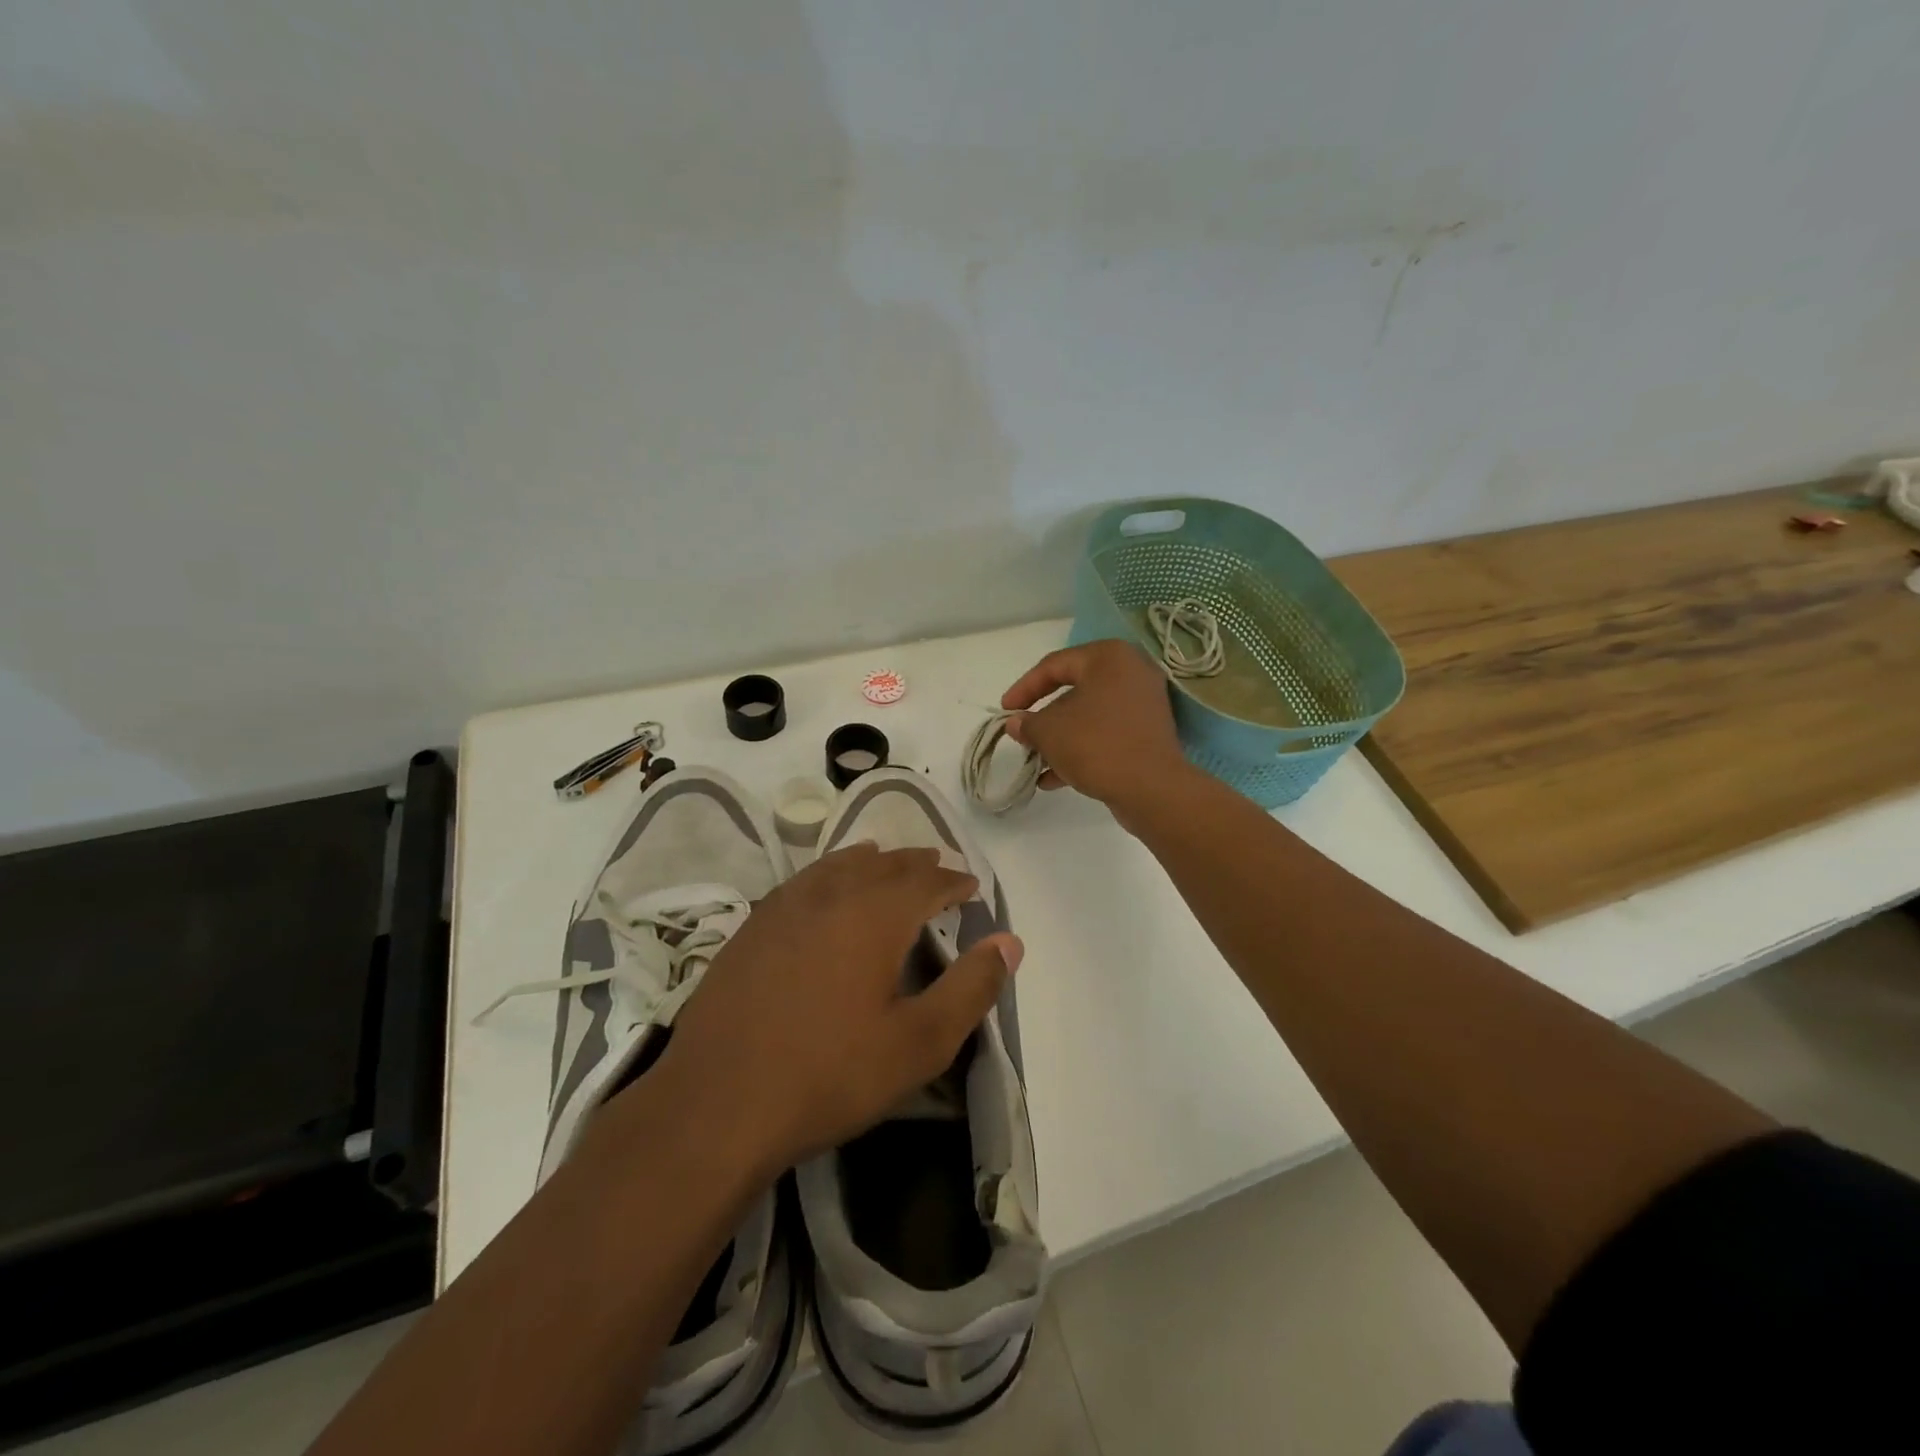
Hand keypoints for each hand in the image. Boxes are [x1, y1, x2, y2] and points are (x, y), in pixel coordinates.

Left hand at [644, 844, 1021, 1177]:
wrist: (717, 1104)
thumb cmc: (829, 1074)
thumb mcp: (919, 1042)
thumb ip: (970, 988)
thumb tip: (1011, 942)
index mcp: (875, 915)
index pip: (926, 881)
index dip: (954, 880)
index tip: (971, 884)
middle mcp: (831, 895)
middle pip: (882, 864)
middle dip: (915, 863)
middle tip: (937, 865)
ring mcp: (784, 907)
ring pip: (838, 865)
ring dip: (870, 860)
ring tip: (885, 860)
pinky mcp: (751, 927)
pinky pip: (803, 881)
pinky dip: (828, 873)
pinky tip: (824, 889)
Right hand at [1001, 639, 1190, 818]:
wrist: (1152, 788)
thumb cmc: (1096, 745)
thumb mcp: (1049, 732)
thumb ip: (1027, 723)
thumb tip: (1016, 724)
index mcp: (1108, 657)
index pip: (1054, 665)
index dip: (1023, 688)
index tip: (1005, 712)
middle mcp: (1130, 672)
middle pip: (1073, 691)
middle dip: (1043, 718)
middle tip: (1022, 736)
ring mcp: (1143, 704)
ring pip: (1089, 716)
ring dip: (1060, 738)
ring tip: (1036, 762)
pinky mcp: (1148, 733)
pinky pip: (1106, 733)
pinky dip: (1081, 749)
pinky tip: (1054, 779)